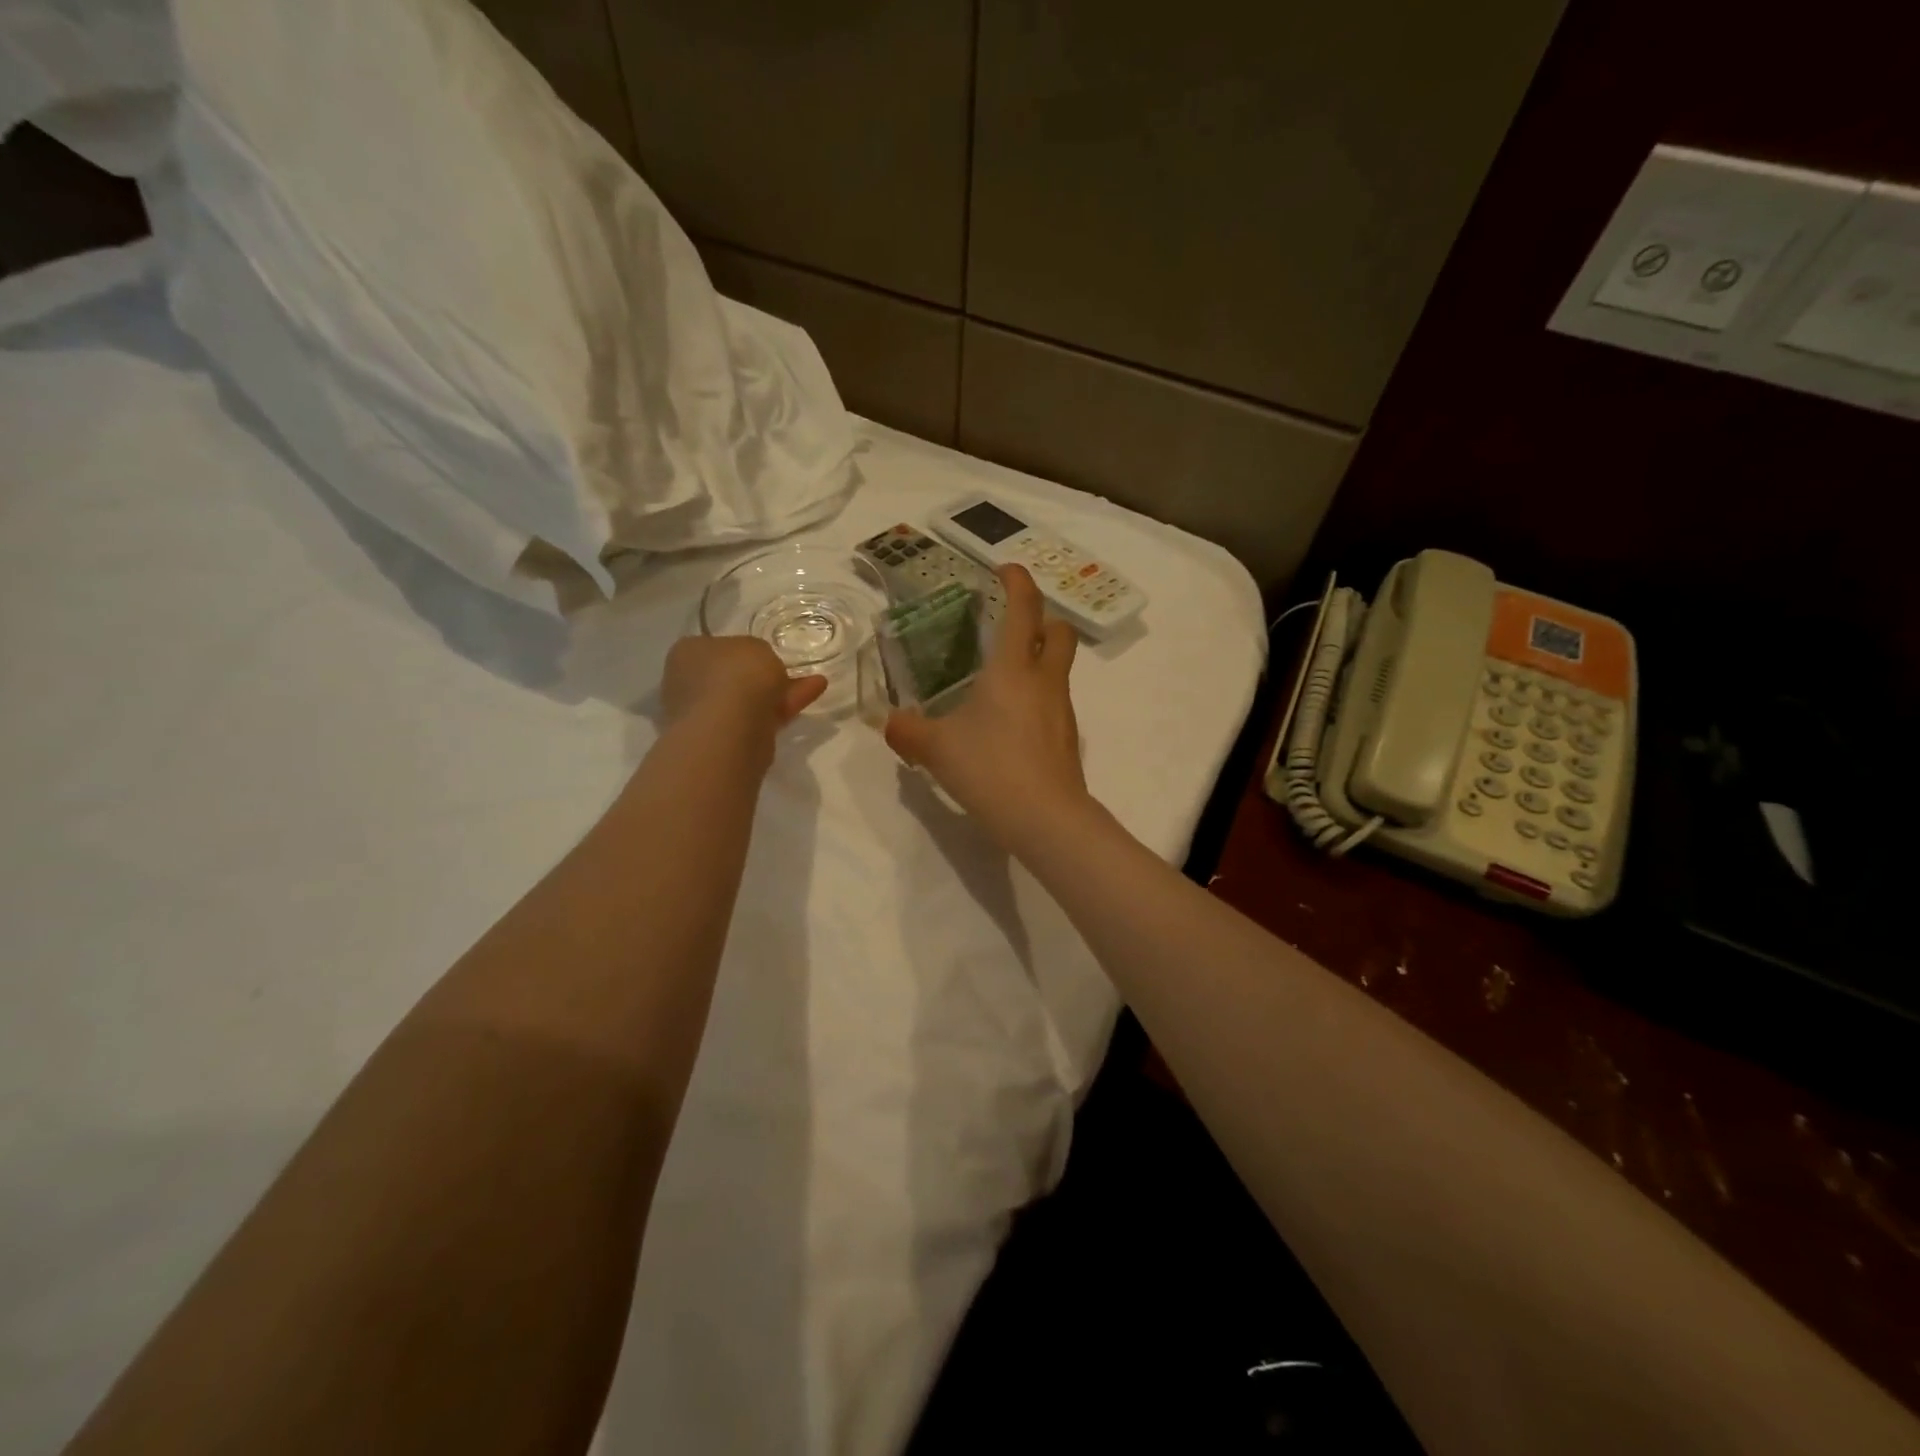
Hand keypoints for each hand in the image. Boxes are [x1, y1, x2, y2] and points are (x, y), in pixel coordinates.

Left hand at [661, 636, 825, 741]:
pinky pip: (761, 718)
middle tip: (789, 669)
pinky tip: (811, 697)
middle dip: (761, 674)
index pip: (713, 647)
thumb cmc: (736, 675)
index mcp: (687, 654)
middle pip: (731, 676)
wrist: (729, 730)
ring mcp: (707, 716)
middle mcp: (689, 684)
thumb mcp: (757, 646)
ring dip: (780, 692)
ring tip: (815, 683)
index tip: (764, 653)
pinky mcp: (728, 740)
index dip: (740, 649)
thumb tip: (760, 666)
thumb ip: (759, 653)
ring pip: (749, 700)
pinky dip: (785, 708)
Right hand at [885, 565, 1089, 845]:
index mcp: (1014, 669)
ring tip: (1000, 680)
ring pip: (1059, 669)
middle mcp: (1045, 681)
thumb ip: (908, 731)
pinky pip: (1054, 702)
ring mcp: (1062, 710)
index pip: (1024, 608)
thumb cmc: (990, 769)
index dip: (1017, 581)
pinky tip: (1009, 723)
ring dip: (1038, 660)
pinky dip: (1036, 697)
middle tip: (1012, 626)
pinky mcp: (1067, 738)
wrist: (1045, 819)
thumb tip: (889, 723)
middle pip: (1060, 631)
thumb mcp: (937, 749)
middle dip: (1042, 618)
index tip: (1005, 569)